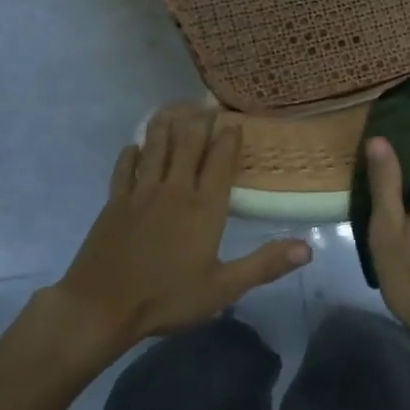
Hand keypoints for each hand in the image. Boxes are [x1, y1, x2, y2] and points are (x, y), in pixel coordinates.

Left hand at [32, 112, 311, 357]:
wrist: (101, 307)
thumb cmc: (167, 298)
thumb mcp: (223, 288)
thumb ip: (264, 265)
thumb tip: (308, 248)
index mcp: (204, 207)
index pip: (221, 162)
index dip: (228, 138)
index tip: (234, 119)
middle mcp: (174, 190)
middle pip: (188, 145)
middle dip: (198, 121)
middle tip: (205, 102)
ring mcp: (141, 193)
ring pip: (155, 148)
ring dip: (165, 126)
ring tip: (171, 107)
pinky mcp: (115, 203)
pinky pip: (124, 169)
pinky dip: (131, 154)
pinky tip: (133, 146)